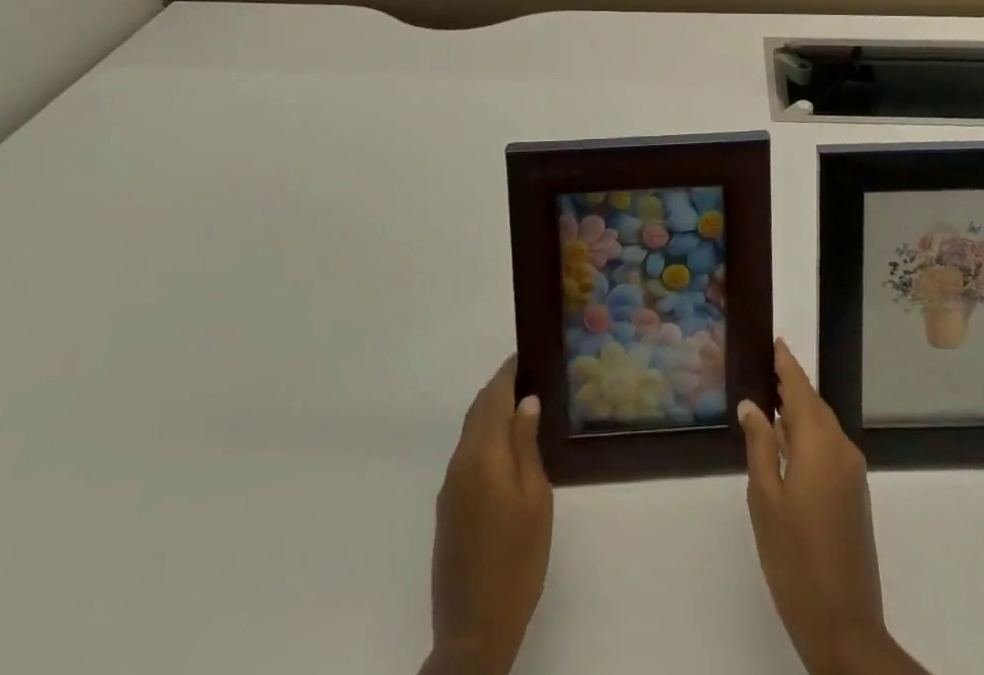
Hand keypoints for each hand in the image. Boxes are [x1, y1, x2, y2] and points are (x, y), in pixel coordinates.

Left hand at [420, 358, 552, 674]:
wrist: (473, 630)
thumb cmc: (516, 559)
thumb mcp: (535, 498)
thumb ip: (527, 445)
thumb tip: (526, 402)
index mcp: (482, 453)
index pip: (493, 395)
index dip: (509, 371)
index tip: (528, 353)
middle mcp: (460, 461)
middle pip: (479, 410)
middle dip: (501, 388)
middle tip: (531, 376)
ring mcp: (450, 486)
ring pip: (471, 431)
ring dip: (492, 413)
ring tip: (524, 407)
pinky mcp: (448, 508)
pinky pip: (467, 454)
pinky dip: (485, 437)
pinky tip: (507, 449)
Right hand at [739, 341, 928, 674]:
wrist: (844, 625)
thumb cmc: (794, 557)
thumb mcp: (765, 498)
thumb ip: (759, 445)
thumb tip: (752, 405)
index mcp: (819, 443)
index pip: (801, 388)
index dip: (787, 364)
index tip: (775, 341)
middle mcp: (841, 448)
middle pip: (814, 405)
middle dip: (791, 386)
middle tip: (766, 368)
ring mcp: (852, 473)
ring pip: (822, 427)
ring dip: (799, 412)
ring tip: (771, 401)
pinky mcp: (855, 495)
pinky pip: (829, 448)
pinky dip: (809, 436)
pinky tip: (788, 444)